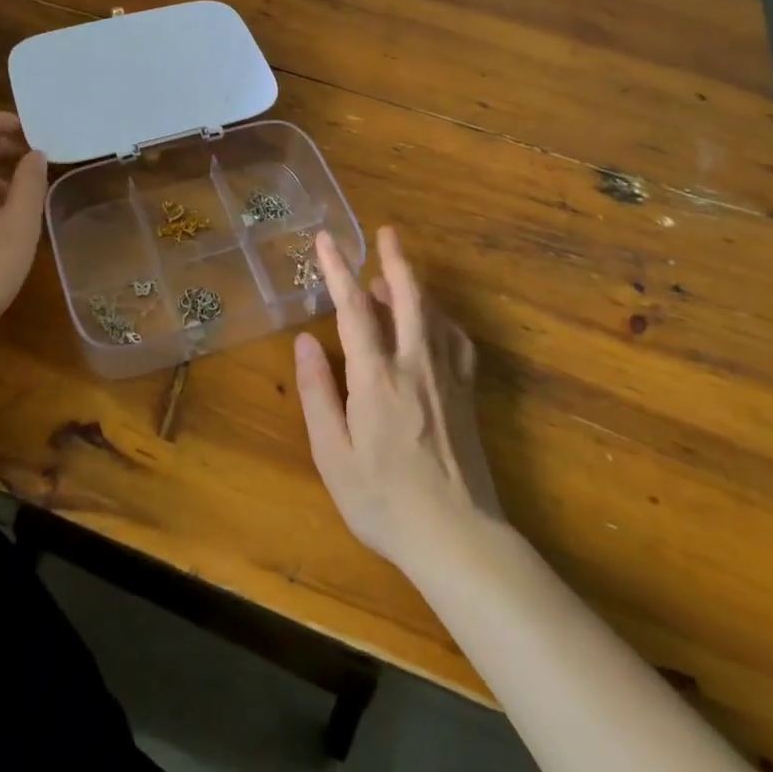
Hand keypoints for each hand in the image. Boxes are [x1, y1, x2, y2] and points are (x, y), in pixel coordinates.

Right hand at [295, 226, 504, 569]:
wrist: (458, 540)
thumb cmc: (384, 501)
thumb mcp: (333, 455)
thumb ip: (318, 393)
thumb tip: (305, 340)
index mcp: (377, 377)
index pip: (354, 310)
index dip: (339, 270)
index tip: (327, 239)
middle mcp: (415, 365)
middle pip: (409, 297)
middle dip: (395, 260)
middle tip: (385, 232)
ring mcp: (447, 378)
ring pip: (435, 314)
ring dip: (415, 286)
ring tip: (395, 274)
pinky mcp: (467, 395)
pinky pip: (457, 341)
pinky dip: (443, 319)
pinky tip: (435, 321)